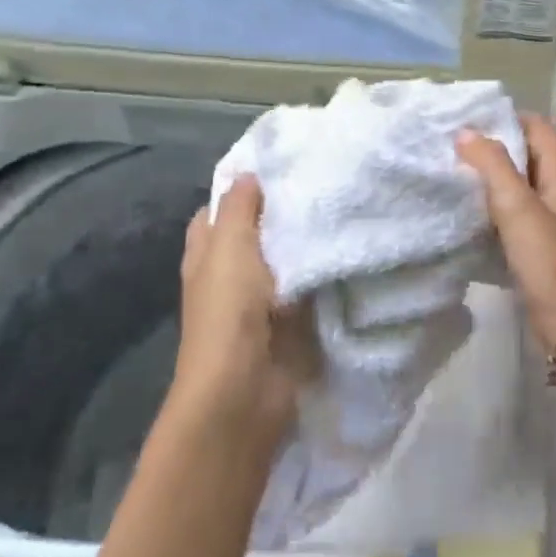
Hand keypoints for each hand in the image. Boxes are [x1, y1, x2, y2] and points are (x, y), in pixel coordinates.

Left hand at [174, 177, 316, 440]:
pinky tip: (349, 251)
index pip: (216, 213)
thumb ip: (238, 209)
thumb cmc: (229, 311)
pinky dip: (324, 275)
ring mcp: (261, 303)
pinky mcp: (291, 324)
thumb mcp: (229, 246)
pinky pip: (309, 289)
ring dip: (307, 244)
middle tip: (322, 183)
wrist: (246, 389)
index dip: (239, 191)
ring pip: (286, 262)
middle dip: (281, 215)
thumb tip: (246, 175)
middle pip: (255, 237)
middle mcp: (229, 277)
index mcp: (206, 256)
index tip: (278, 167)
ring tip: (342, 209)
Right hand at [456, 115, 555, 352]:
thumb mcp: (518, 208)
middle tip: (457, 144)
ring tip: (458, 173)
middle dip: (498, 147)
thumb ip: (493, 167)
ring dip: (495, 178)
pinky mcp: (543, 248)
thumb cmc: (548, 262)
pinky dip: (497, 207)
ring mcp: (555, 222)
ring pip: (523, 187)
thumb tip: (467, 132)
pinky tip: (472, 213)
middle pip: (531, 156)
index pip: (541, 129)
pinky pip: (518, 215)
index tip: (473, 118)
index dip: (510, 118)